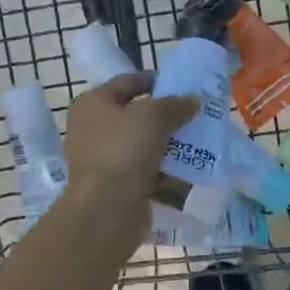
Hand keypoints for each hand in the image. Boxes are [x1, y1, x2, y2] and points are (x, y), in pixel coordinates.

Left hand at [62, 75, 198, 212]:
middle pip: (135, 115)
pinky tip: (188, 170)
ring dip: (168, 144)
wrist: (107, 208)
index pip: (127, 82)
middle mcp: (92, 128)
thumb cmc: (124, 150)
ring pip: (141, 144)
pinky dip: (164, 170)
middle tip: (194, 114)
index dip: (155, 81)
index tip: (183, 85)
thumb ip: (175, 104)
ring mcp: (102, 158)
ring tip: (197, 141)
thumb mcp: (154, 117)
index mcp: (92, 103)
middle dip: (165, 115)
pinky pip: (144, 170)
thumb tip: (193, 100)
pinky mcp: (114, 184)